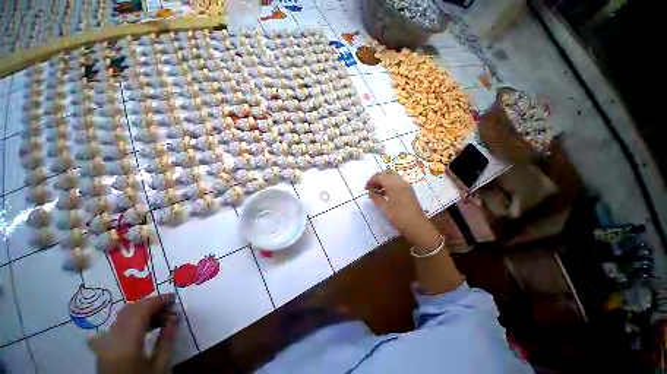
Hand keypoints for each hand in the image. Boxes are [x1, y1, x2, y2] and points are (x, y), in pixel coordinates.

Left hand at [89, 294, 177, 373]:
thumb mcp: (160, 367)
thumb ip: (166, 342)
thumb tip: (174, 318)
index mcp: (126, 343)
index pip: (141, 311)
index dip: (158, 301)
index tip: (174, 298)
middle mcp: (112, 337)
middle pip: (130, 310)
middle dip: (151, 304)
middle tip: (169, 307)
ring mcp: (105, 341)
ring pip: (123, 315)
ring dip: (142, 311)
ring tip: (160, 316)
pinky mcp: (103, 346)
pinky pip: (118, 324)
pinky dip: (133, 319)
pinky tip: (144, 326)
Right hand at [365, 171, 440, 250]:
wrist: (416, 225)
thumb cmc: (398, 216)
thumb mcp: (384, 207)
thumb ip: (375, 197)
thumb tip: (370, 192)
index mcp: (393, 184)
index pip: (379, 176)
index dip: (371, 181)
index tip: (366, 188)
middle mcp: (400, 181)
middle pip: (386, 173)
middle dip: (377, 178)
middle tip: (371, 187)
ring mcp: (406, 185)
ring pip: (392, 177)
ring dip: (384, 180)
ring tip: (377, 190)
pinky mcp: (409, 190)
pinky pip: (397, 182)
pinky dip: (389, 184)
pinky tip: (385, 193)